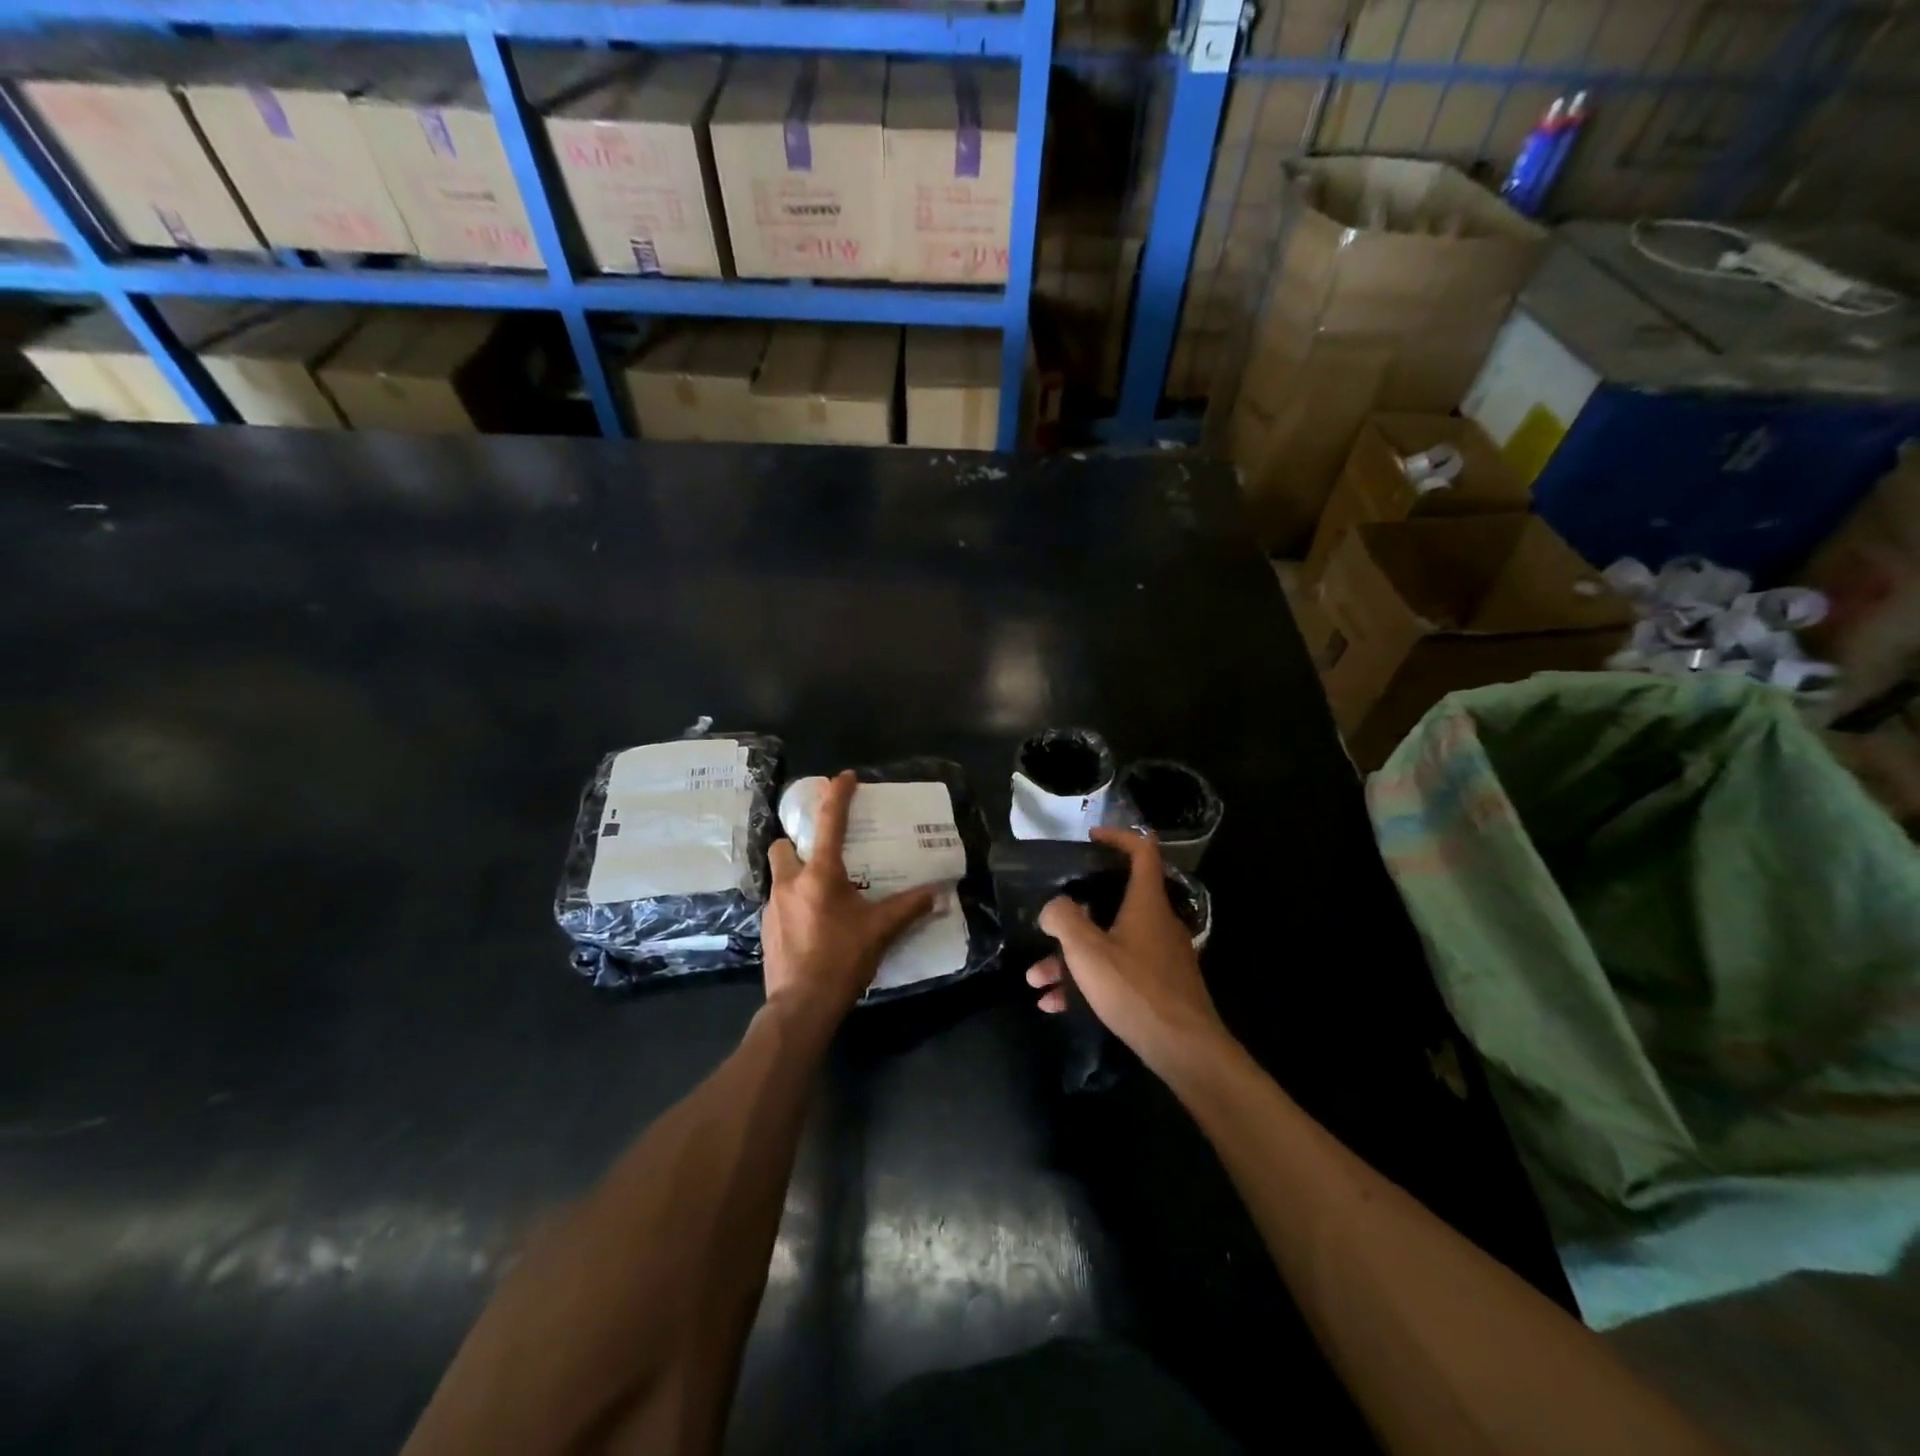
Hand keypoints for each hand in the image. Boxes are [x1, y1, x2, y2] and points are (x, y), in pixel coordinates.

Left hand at [763, 771, 936, 1024]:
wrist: (801, 1005)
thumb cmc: (842, 959)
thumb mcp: (881, 931)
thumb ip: (908, 908)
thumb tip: (937, 893)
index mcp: (819, 874)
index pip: (829, 822)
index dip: (837, 795)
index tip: (845, 777)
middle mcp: (790, 882)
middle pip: (782, 845)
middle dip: (797, 842)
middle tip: (821, 853)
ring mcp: (772, 906)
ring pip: (779, 875)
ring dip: (796, 874)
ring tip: (821, 893)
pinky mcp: (765, 929)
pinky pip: (778, 903)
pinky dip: (793, 903)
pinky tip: (812, 923)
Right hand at [1026, 827, 1229, 1073]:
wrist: (1185, 1049)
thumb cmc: (1135, 989)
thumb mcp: (1087, 951)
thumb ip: (1063, 919)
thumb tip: (1054, 907)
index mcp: (1146, 902)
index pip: (1142, 850)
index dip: (1118, 837)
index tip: (1091, 838)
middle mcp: (1157, 922)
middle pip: (1116, 901)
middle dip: (1075, 913)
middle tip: (1050, 919)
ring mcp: (1159, 955)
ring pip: (1109, 943)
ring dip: (1070, 957)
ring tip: (1036, 979)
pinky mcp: (1159, 985)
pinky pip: (1117, 971)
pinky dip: (1087, 980)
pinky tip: (1055, 1004)